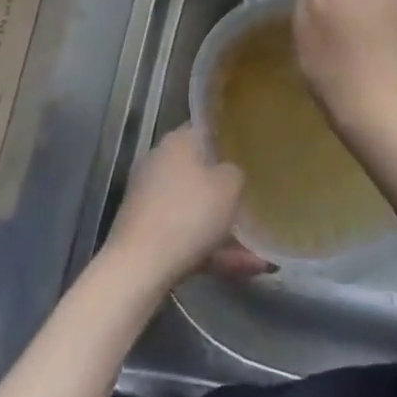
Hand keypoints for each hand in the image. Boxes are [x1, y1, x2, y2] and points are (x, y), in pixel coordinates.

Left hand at [105, 126, 267, 291]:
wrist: (138, 268)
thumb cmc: (189, 214)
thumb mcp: (230, 186)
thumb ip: (236, 173)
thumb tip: (230, 173)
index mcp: (178, 141)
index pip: (206, 128)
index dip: (229, 137)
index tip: (250, 151)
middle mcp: (159, 163)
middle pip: (200, 170)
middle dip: (227, 190)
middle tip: (253, 199)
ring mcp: (149, 199)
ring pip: (195, 209)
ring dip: (224, 228)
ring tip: (258, 251)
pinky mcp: (145, 232)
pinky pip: (186, 235)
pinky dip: (211, 250)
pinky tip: (243, 268)